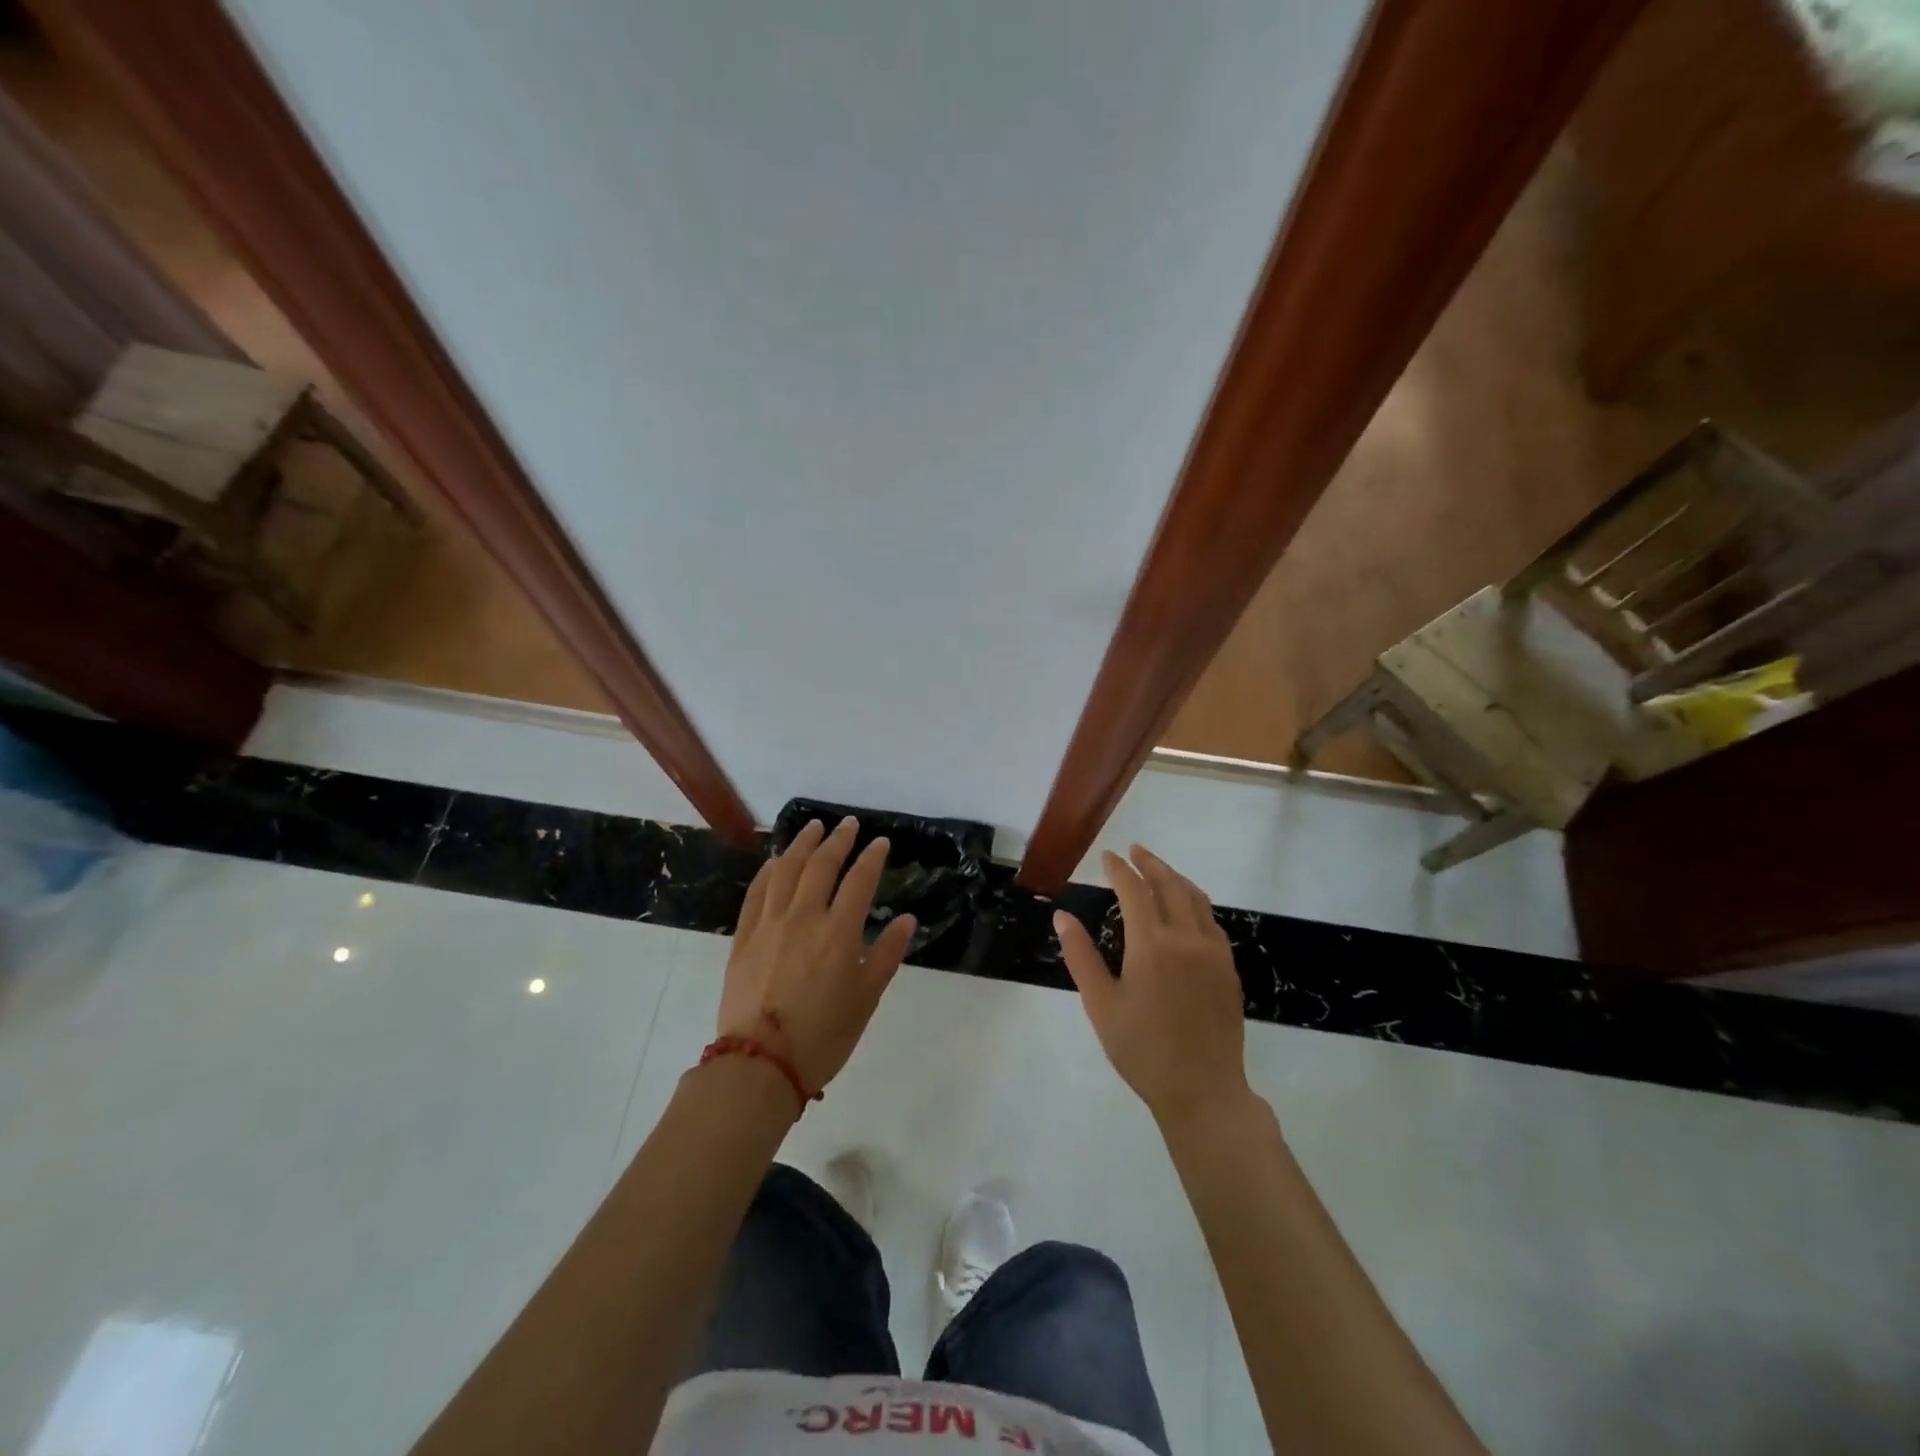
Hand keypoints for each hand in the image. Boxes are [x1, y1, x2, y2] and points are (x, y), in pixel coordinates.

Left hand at [718, 817, 916, 1094]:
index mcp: (839, 932)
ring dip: (801, 844)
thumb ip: (886, 955)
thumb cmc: (823, 1035)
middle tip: (848, 825)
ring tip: (813, 828)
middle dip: (838, 840)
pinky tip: (776, 861)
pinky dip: (769, 871)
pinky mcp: (744, 937)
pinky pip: (756, 892)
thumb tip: (907, 920)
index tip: (879, 842)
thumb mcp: (866, 999)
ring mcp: (769, 924)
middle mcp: (804, 917)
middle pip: (821, 865)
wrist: (760, 1064)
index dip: (871, 857)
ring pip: (786, 870)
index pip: (859, 880)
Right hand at [1055, 845, 1249, 1128]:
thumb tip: (1062, 916)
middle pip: (1170, 885)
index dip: (1119, 869)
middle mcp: (1186, 938)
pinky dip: (1195, 903)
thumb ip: (1081, 956)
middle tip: (1134, 850)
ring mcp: (1213, 953)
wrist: (1202, 1090)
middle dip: (1150, 863)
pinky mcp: (1228, 969)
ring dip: (1175, 878)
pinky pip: (1211, 922)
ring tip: (1159, 870)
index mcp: (1151, 944)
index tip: (1107, 857)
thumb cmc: (1142, 1050)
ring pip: (1196, 899)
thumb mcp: (1100, 1005)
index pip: (1134, 890)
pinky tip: (1186, 911)